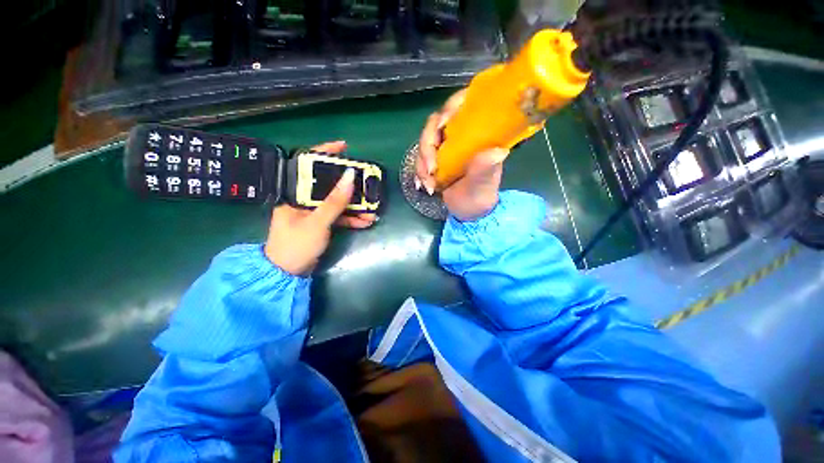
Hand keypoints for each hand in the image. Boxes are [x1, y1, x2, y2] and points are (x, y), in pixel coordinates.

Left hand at [265, 141, 375, 275]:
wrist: (287, 273)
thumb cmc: (296, 245)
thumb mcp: (317, 222)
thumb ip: (334, 201)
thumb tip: (350, 177)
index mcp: (293, 193)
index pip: (308, 165)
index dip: (325, 153)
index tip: (344, 147)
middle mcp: (303, 199)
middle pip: (329, 184)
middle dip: (349, 184)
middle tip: (366, 181)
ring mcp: (314, 211)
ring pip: (337, 201)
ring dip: (355, 205)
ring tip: (373, 207)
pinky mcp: (321, 223)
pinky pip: (339, 216)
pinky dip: (352, 218)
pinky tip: (366, 221)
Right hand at [416, 90, 508, 221]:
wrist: (469, 212)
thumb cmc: (481, 197)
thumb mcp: (484, 186)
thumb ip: (485, 170)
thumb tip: (498, 152)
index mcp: (476, 135)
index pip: (463, 107)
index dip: (450, 107)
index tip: (443, 125)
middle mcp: (459, 137)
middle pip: (435, 125)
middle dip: (428, 146)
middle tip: (431, 169)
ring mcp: (445, 148)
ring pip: (424, 143)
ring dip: (421, 164)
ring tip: (429, 186)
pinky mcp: (434, 160)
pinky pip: (420, 160)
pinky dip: (419, 173)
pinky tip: (423, 186)